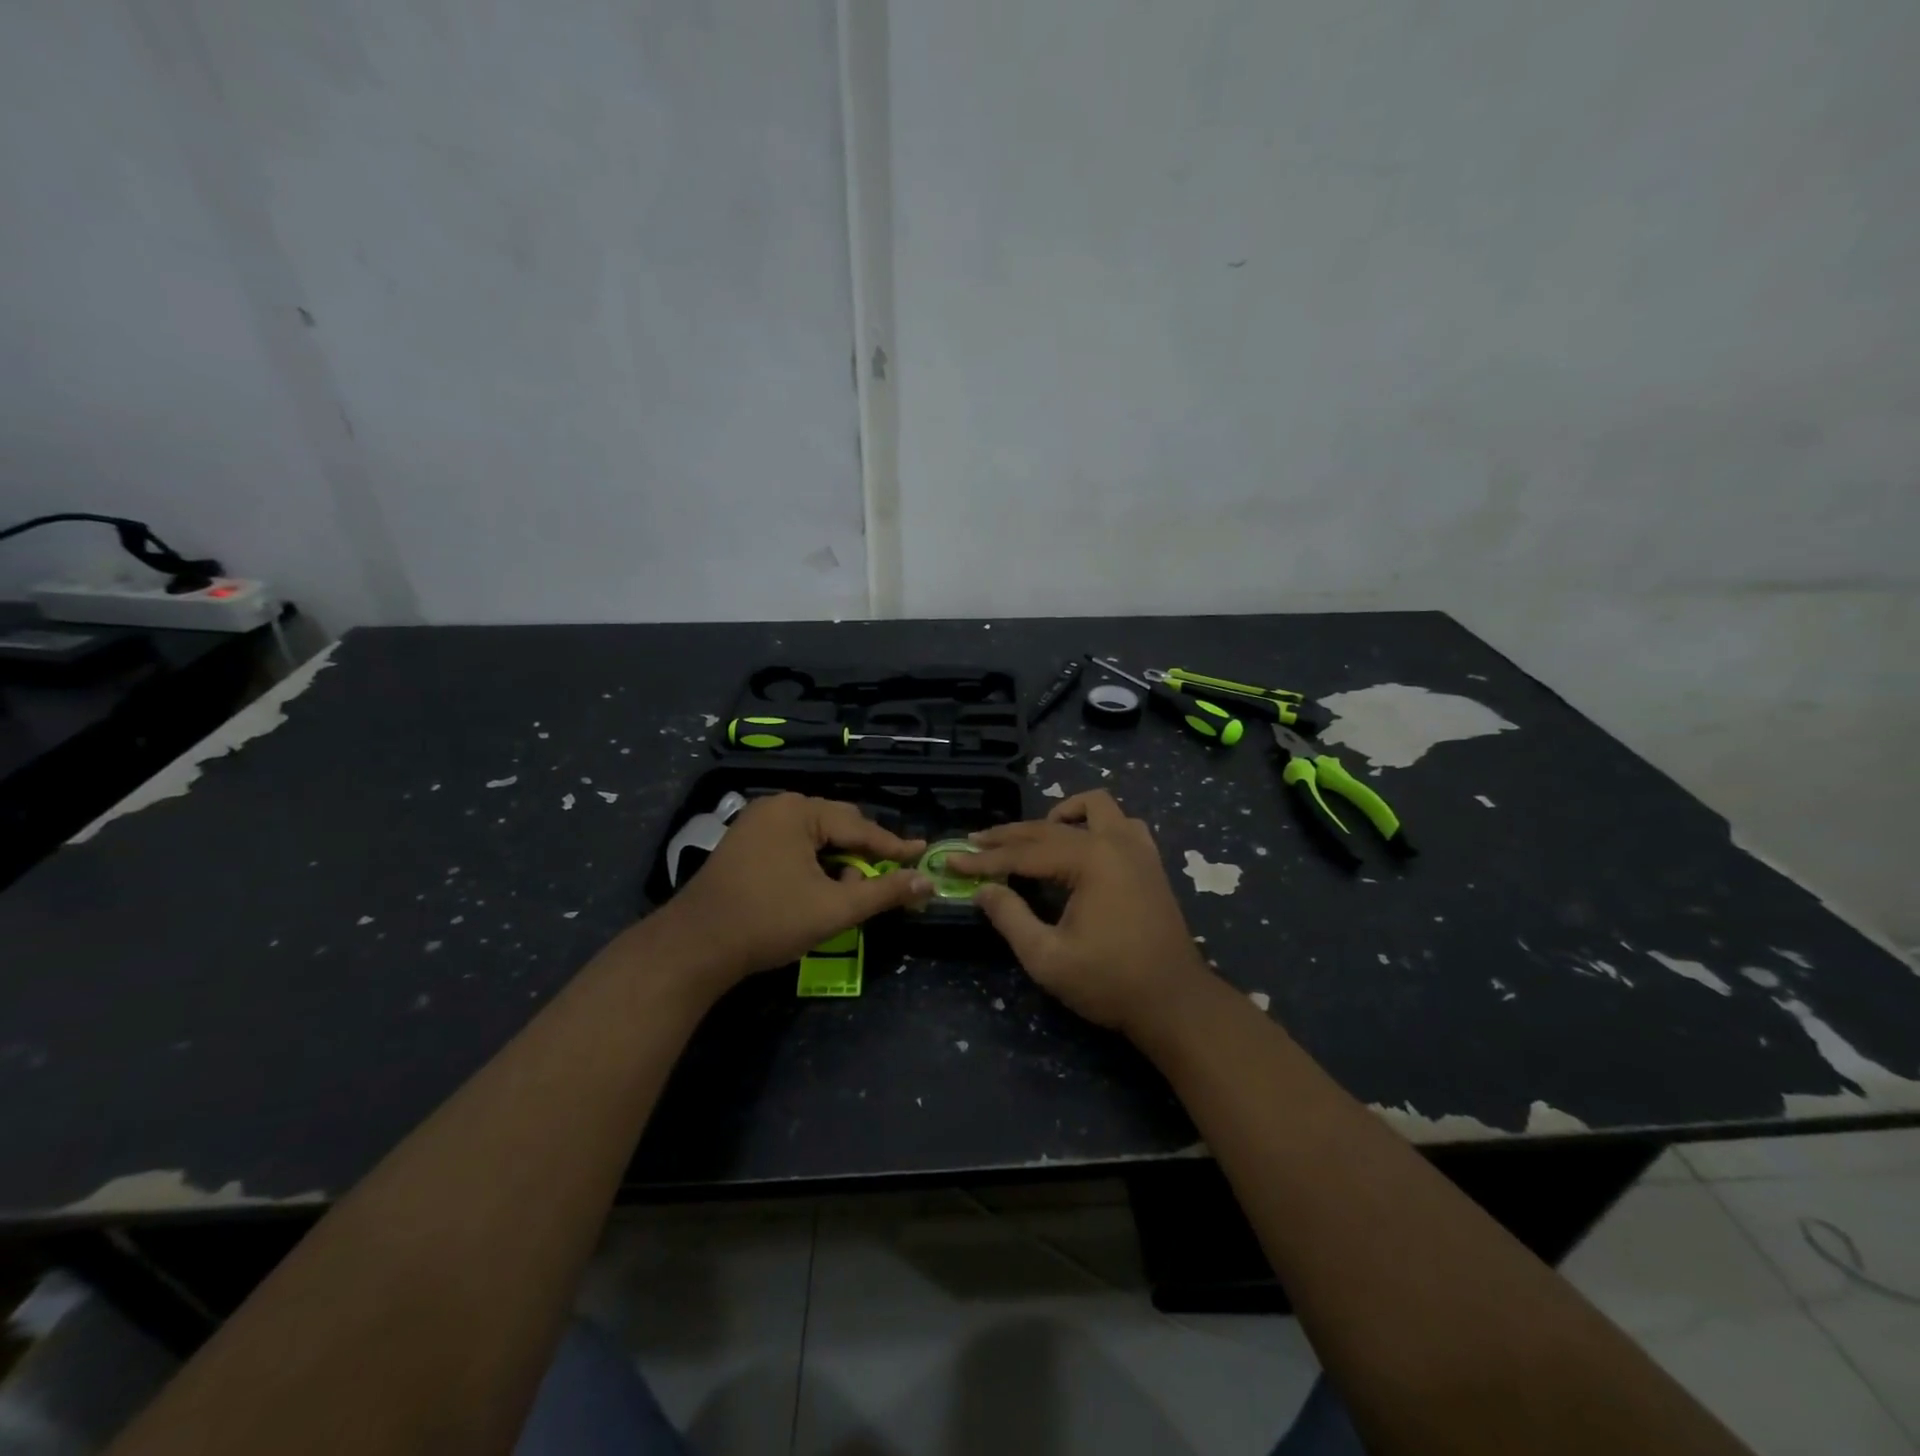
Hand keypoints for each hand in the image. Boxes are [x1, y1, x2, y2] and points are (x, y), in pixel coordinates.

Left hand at [660, 794, 929, 989]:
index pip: (859, 827)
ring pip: (815, 838)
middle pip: (837, 827)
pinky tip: (819, 888)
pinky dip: (814, 864)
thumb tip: (926, 881)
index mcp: (799, 811)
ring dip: (838, 863)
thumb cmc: (769, 921)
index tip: (922, 853)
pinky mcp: (744, 844)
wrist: (695, 947)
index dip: (893, 846)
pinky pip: (794, 845)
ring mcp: (756, 823)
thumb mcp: (834, 908)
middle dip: (862, 855)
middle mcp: (777, 807)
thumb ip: (884, 892)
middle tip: (888, 877)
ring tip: (849, 892)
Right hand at [948, 790, 1213, 1035]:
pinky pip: (1122, 823)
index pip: (1023, 853)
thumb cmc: (1109, 982)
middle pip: (1049, 826)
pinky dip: (1096, 824)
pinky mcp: (1150, 862)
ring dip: (1060, 815)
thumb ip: (1010, 918)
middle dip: (1008, 836)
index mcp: (1089, 860)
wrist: (1175, 1002)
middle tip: (975, 844)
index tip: (951, 860)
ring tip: (1033, 838)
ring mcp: (1138, 848)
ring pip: (1094, 807)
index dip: (984, 859)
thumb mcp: (1047, 957)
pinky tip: (1081, 845)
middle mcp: (1114, 841)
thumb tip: (983, 890)